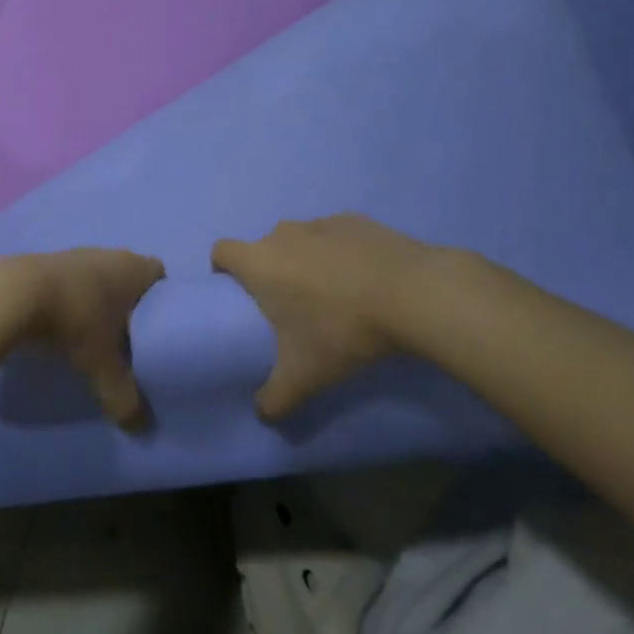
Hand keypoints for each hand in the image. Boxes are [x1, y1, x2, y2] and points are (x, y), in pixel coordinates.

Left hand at [0, 248, 164, 429]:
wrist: (15, 294)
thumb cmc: (75, 320)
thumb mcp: (103, 365)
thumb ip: (124, 396)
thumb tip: (140, 427)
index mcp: (132, 268)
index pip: (159, 275)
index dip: (161, 300)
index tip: (157, 328)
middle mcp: (108, 254)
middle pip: (128, 276)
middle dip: (129, 304)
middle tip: (129, 339)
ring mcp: (75, 255)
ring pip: (98, 277)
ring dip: (98, 301)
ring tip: (95, 335)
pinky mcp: (47, 262)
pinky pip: (71, 281)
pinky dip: (72, 299)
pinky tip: (64, 325)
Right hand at [212, 215, 486, 420]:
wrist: (411, 293)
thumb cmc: (342, 330)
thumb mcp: (305, 376)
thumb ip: (275, 398)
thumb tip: (262, 414)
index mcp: (260, 262)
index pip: (222, 251)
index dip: (224, 270)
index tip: (241, 297)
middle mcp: (283, 234)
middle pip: (264, 248)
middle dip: (272, 273)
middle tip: (293, 309)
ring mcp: (321, 223)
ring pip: (300, 241)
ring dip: (307, 262)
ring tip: (335, 296)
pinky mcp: (355, 220)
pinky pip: (335, 237)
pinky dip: (341, 254)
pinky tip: (365, 281)